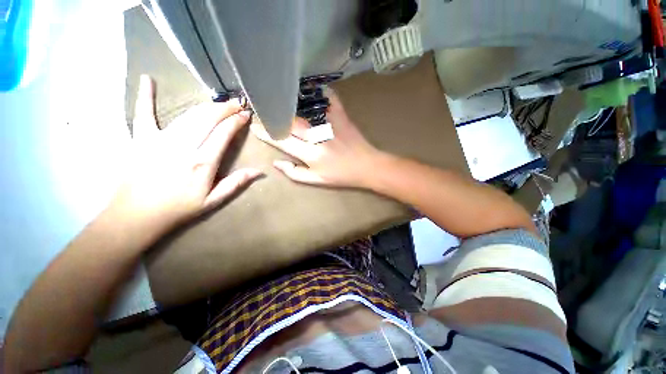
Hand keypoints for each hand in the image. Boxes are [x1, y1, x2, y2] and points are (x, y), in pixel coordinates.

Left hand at [110, 75, 261, 233]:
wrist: (135, 215)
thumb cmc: (178, 209)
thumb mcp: (212, 201)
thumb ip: (236, 183)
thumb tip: (259, 172)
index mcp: (202, 162)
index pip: (224, 133)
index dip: (236, 121)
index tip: (246, 114)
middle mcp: (184, 146)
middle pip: (208, 119)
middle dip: (225, 108)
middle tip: (237, 103)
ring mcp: (160, 139)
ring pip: (188, 115)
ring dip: (206, 105)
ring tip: (218, 101)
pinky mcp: (141, 138)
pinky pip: (143, 113)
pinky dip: (145, 97)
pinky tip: (147, 79)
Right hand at [252, 88, 380, 187]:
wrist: (367, 167)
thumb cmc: (342, 176)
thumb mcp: (317, 181)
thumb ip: (295, 173)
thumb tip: (276, 162)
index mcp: (311, 154)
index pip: (283, 140)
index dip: (267, 133)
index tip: (255, 126)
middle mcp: (317, 137)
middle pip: (290, 122)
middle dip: (274, 116)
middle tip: (262, 110)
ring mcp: (330, 125)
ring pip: (305, 109)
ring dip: (290, 103)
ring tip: (277, 98)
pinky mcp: (342, 117)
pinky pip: (329, 99)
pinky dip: (320, 91)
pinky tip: (310, 87)